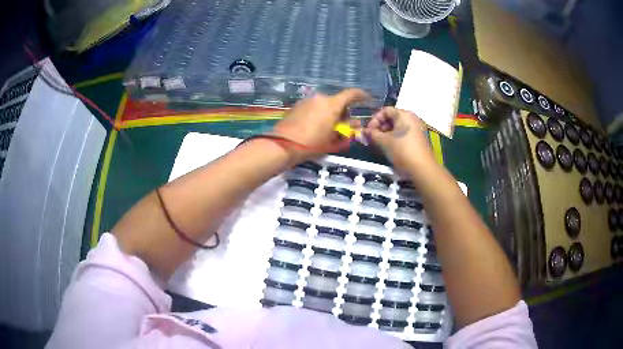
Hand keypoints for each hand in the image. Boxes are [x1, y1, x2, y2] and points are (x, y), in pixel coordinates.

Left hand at [274, 89, 369, 161]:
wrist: (282, 145)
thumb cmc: (312, 144)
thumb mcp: (333, 140)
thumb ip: (346, 130)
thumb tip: (354, 124)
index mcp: (332, 104)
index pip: (351, 94)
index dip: (361, 95)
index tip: (367, 98)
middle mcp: (320, 98)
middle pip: (337, 101)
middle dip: (343, 111)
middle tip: (343, 126)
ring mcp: (307, 100)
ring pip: (324, 104)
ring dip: (329, 113)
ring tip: (327, 129)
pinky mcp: (297, 105)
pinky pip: (313, 107)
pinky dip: (318, 114)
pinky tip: (314, 127)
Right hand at [364, 107, 434, 170]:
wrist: (422, 169)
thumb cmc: (402, 151)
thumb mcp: (383, 142)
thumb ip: (372, 134)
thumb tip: (365, 131)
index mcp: (404, 114)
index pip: (385, 110)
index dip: (374, 120)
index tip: (368, 131)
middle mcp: (412, 118)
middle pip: (392, 118)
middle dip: (380, 127)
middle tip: (373, 138)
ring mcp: (418, 128)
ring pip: (398, 127)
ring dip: (387, 133)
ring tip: (380, 144)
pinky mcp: (420, 138)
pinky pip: (405, 133)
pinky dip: (396, 138)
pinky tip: (390, 147)